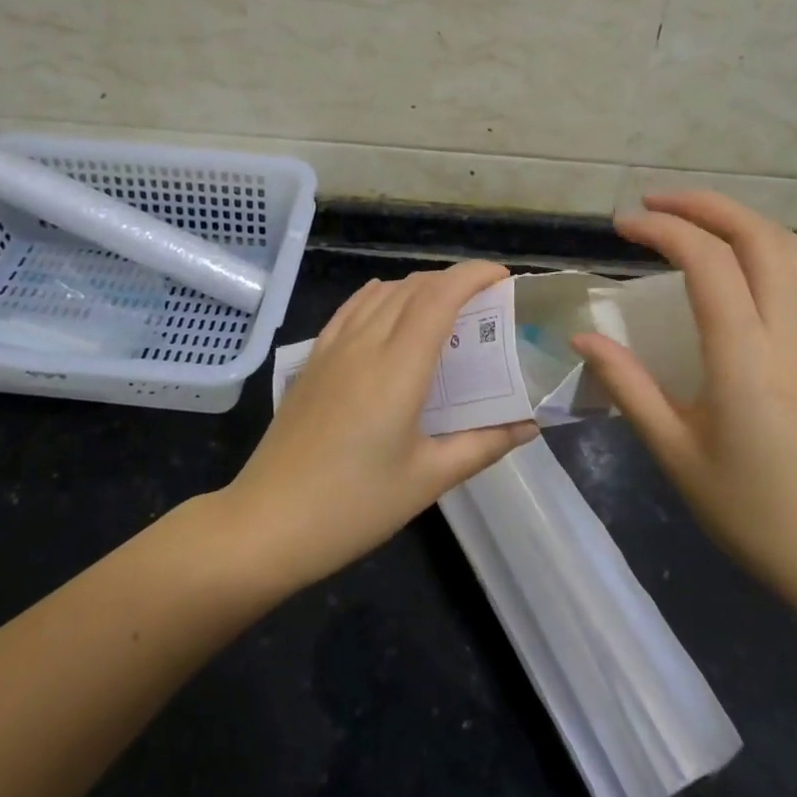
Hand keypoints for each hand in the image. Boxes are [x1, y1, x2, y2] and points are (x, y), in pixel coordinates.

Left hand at [224, 262, 538, 593]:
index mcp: (398, 367)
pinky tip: (389, 308)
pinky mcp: (313, 359)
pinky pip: (351, 308)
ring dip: (420, 287)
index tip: (503, 277)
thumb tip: (529, 424)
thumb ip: (483, 444)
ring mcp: (333, 347)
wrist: (267, 522)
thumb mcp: (428, 479)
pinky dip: (381, 296)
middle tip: (486, 304)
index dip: (474, 275)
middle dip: (454, 281)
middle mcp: (365, 343)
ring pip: (382, 293)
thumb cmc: (354, 506)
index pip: (440, 296)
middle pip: (414, 287)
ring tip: (446, 310)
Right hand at [570, 191, 796, 617]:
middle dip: (703, 204)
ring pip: (787, 249)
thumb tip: (583, 337)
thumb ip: (627, 385)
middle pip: (758, 235)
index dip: (662, 229)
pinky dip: (759, 247)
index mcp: (745, 356)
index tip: (622, 226)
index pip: (707, 260)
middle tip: (652, 204)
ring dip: (736, 219)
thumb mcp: (675, 453)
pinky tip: (729, 267)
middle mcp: (789, 333)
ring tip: (688, 221)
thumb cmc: (755, 513)